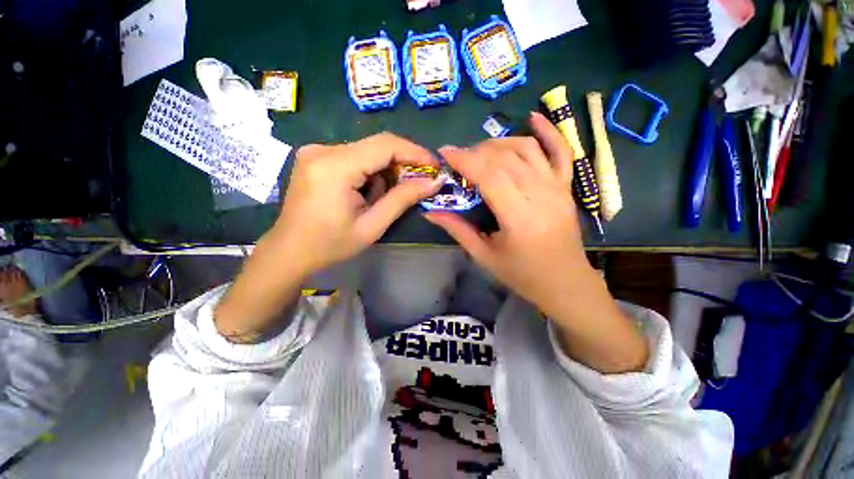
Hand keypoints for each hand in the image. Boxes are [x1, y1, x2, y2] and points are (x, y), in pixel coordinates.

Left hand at [271, 132, 443, 275]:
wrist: (290, 251)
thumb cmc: (330, 245)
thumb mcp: (372, 226)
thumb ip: (402, 199)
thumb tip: (433, 182)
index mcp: (334, 167)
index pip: (384, 145)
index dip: (414, 152)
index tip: (434, 166)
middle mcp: (322, 150)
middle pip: (376, 146)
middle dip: (401, 164)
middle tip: (417, 184)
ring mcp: (316, 152)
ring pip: (366, 151)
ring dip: (383, 172)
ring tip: (381, 199)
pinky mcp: (315, 158)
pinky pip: (353, 157)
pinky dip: (368, 173)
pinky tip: (366, 194)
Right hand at [426, 112, 647, 372]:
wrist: (566, 283)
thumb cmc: (522, 275)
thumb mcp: (484, 256)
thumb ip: (458, 230)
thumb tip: (430, 212)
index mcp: (520, 218)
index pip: (490, 176)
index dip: (466, 160)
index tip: (445, 153)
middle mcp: (541, 197)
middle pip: (506, 159)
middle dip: (477, 152)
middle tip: (459, 159)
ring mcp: (558, 189)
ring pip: (528, 150)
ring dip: (501, 144)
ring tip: (481, 151)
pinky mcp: (567, 188)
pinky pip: (561, 152)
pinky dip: (549, 132)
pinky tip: (533, 118)